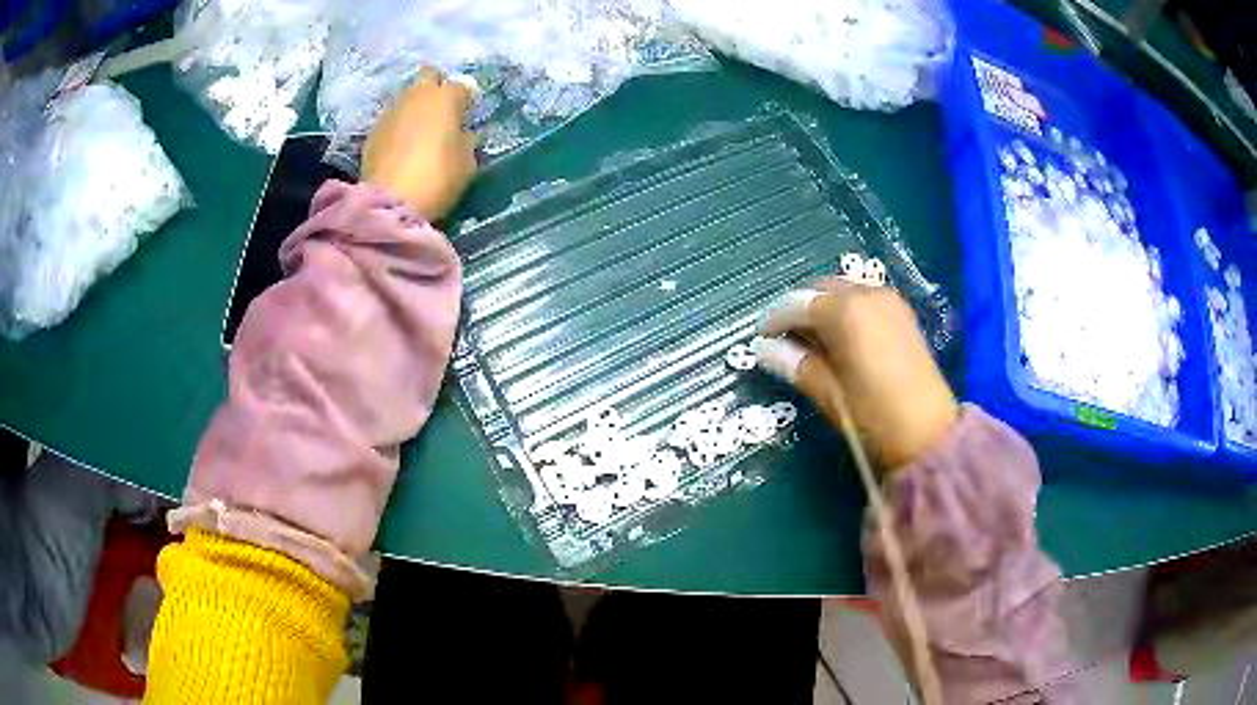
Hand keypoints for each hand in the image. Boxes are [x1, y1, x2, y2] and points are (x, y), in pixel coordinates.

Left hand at [362, 66, 478, 220]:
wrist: (390, 202)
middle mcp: (416, 96)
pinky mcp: (372, 132)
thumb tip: (463, 134)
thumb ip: (466, 141)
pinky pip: (391, 121)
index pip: (462, 86)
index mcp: (445, 97)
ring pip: (406, 98)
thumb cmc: (438, 178)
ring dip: (414, 108)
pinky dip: (398, 128)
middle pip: (428, 76)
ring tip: (419, 131)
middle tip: (441, 111)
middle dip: (436, 87)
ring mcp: (390, 112)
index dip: (467, 100)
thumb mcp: (467, 163)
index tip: (468, 114)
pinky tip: (401, 148)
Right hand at [753, 278, 957, 471]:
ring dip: (821, 305)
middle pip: (820, 288)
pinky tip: (839, 334)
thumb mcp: (829, 394)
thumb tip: (764, 349)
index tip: (760, 338)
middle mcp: (867, 294)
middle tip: (782, 336)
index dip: (774, 319)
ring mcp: (889, 300)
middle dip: (798, 307)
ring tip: (809, 337)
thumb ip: (796, 364)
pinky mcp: (902, 313)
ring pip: (843, 289)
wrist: (928, 434)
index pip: (797, 303)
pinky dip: (844, 308)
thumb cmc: (873, 417)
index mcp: (846, 312)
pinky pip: (863, 298)